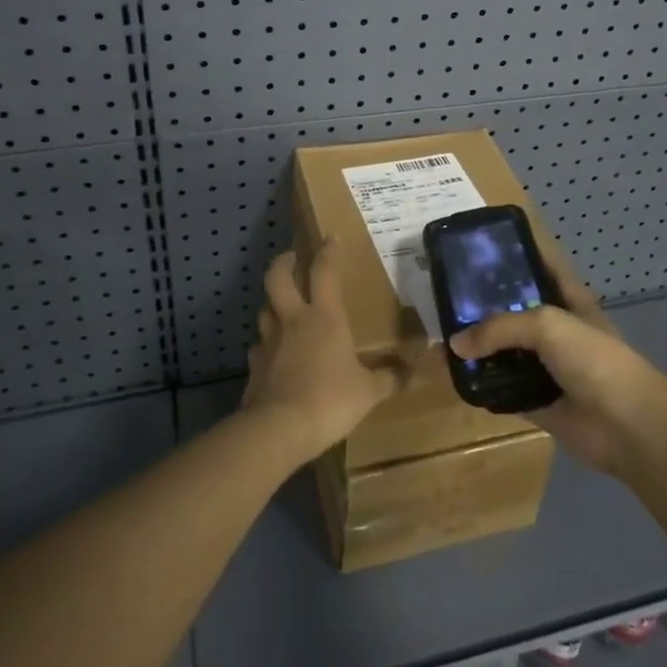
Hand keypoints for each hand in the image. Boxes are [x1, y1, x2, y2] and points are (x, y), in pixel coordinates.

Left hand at [241, 243, 410, 463]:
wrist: (278, 429)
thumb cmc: (329, 401)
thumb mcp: (368, 392)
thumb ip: (389, 379)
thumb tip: (412, 372)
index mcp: (324, 317)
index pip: (324, 271)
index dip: (328, 251)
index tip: (331, 237)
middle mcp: (293, 320)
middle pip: (278, 277)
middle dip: (284, 262)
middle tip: (292, 259)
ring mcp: (269, 341)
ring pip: (264, 308)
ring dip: (273, 303)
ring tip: (283, 307)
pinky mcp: (254, 365)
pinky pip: (258, 346)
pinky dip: (266, 344)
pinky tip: (274, 353)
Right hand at [449, 250, 666, 477]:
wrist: (628, 427)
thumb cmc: (594, 360)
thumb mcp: (547, 325)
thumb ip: (500, 328)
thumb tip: (455, 344)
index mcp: (567, 300)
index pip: (539, 266)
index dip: (514, 254)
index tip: (478, 247)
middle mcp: (555, 330)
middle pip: (515, 310)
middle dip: (484, 304)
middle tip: (445, 295)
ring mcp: (546, 367)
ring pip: (505, 351)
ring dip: (479, 347)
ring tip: (442, 336)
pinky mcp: (537, 401)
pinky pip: (502, 389)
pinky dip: (482, 385)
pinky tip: (455, 376)